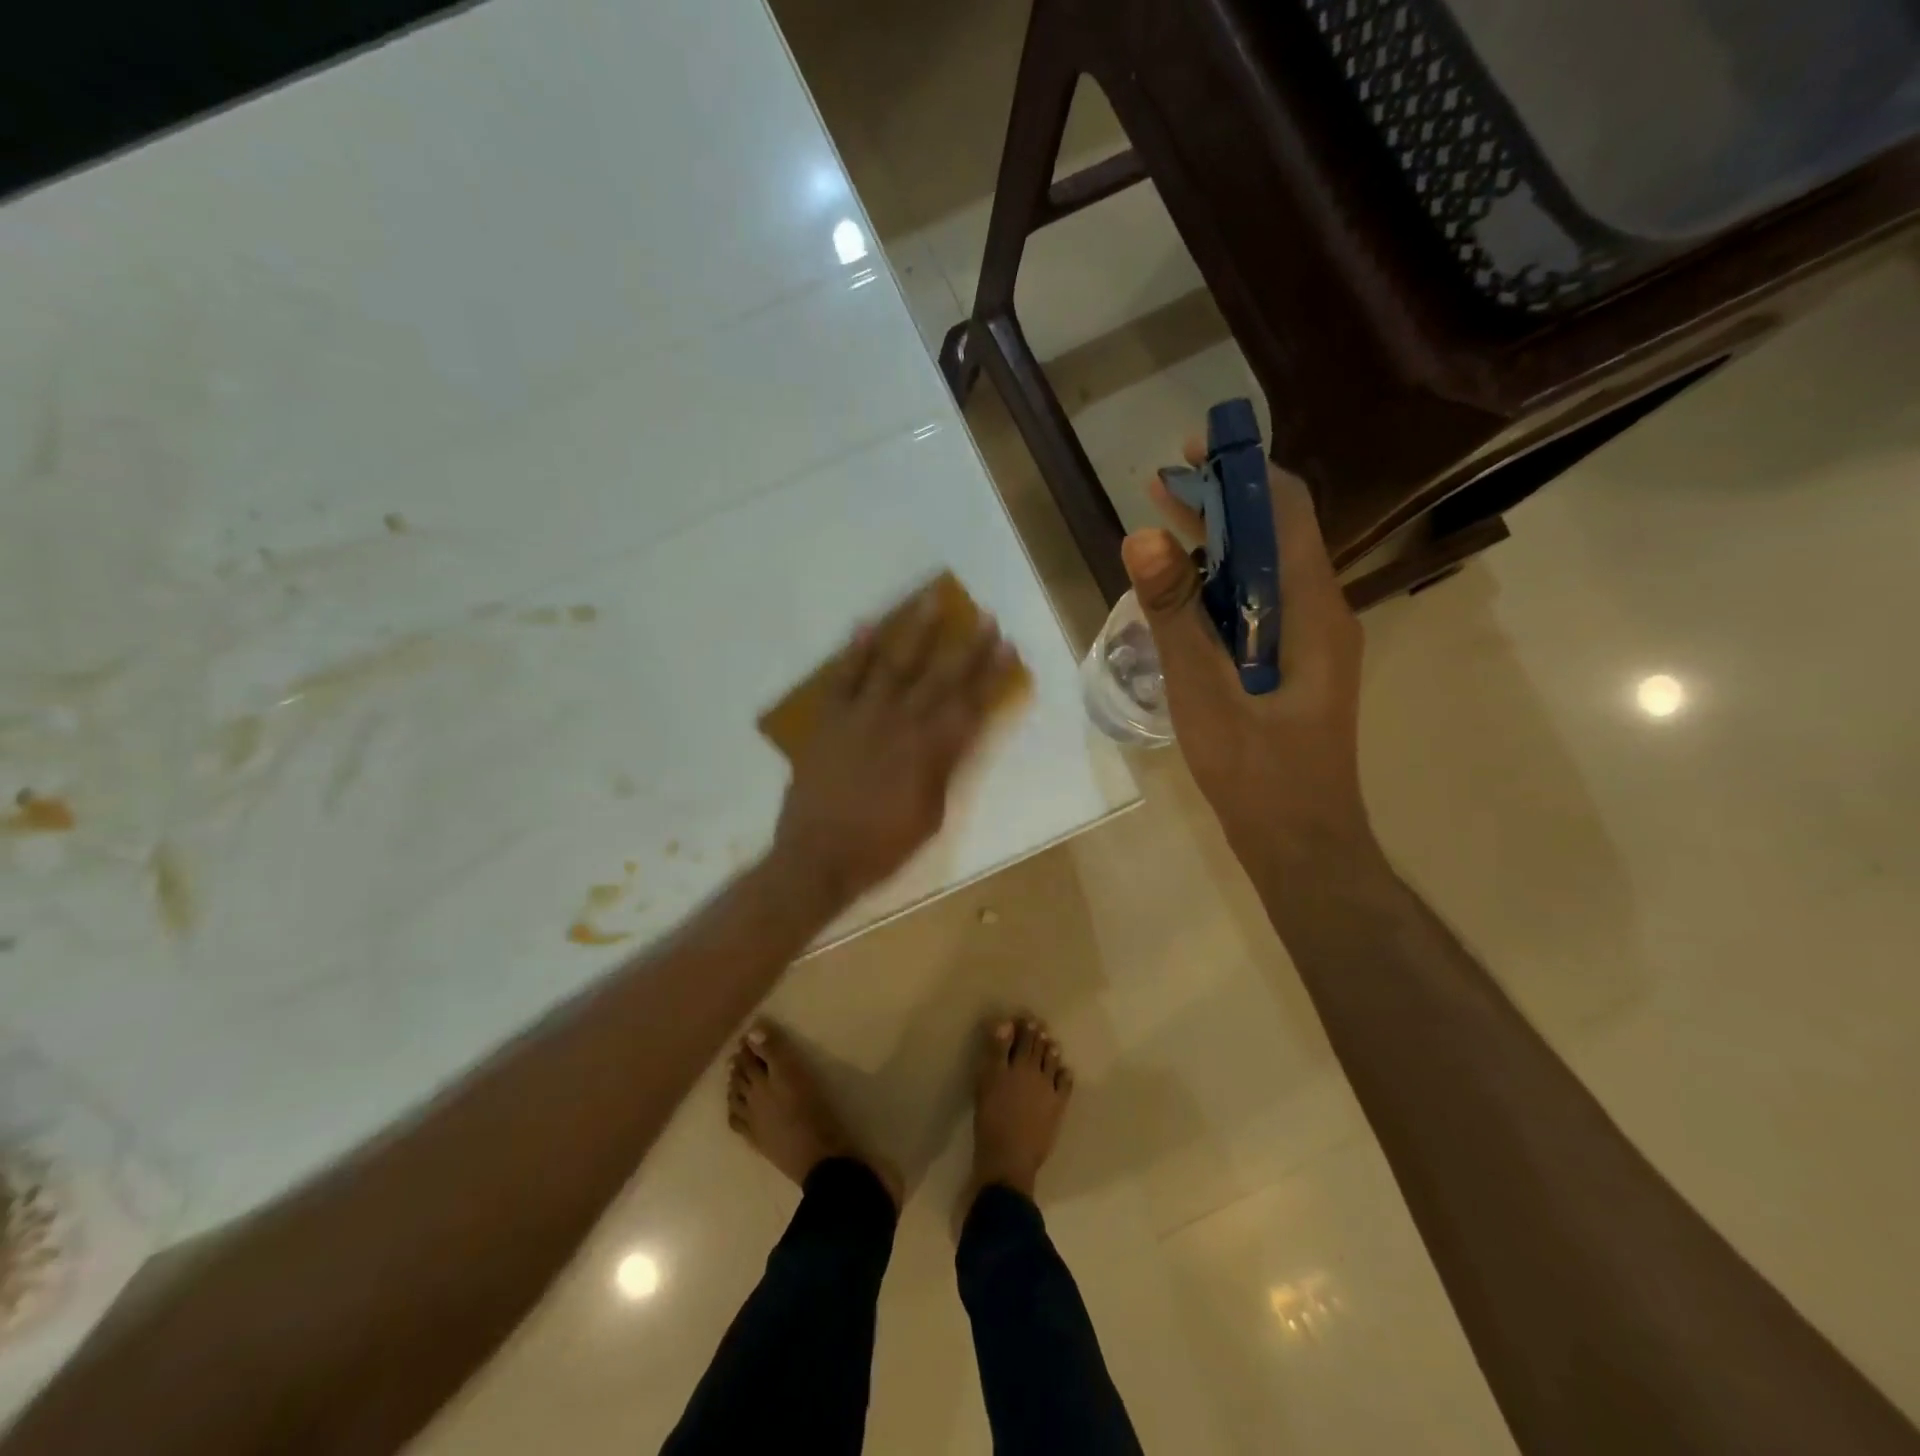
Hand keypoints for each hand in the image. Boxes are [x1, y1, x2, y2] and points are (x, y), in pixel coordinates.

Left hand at [770, 586, 1017, 911]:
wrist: (817, 858)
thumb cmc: (881, 847)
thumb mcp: (930, 817)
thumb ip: (944, 771)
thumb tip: (956, 738)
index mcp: (930, 752)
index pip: (970, 705)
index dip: (992, 675)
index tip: (1008, 648)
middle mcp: (901, 724)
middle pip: (941, 678)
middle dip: (967, 647)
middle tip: (986, 617)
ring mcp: (862, 717)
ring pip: (895, 665)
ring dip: (916, 632)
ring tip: (931, 601)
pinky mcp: (829, 720)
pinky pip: (844, 678)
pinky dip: (856, 651)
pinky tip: (868, 626)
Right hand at [1123, 439, 1375, 869]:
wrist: (1301, 844)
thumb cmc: (1257, 773)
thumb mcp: (1203, 692)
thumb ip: (1173, 615)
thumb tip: (1142, 537)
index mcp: (1310, 609)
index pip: (1285, 511)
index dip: (1241, 470)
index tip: (1191, 449)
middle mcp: (1320, 613)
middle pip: (1274, 535)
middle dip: (1221, 503)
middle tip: (1160, 487)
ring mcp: (1310, 643)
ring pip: (1264, 573)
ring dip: (1217, 545)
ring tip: (1162, 531)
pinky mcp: (1294, 668)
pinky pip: (1258, 609)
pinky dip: (1220, 588)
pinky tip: (1181, 598)